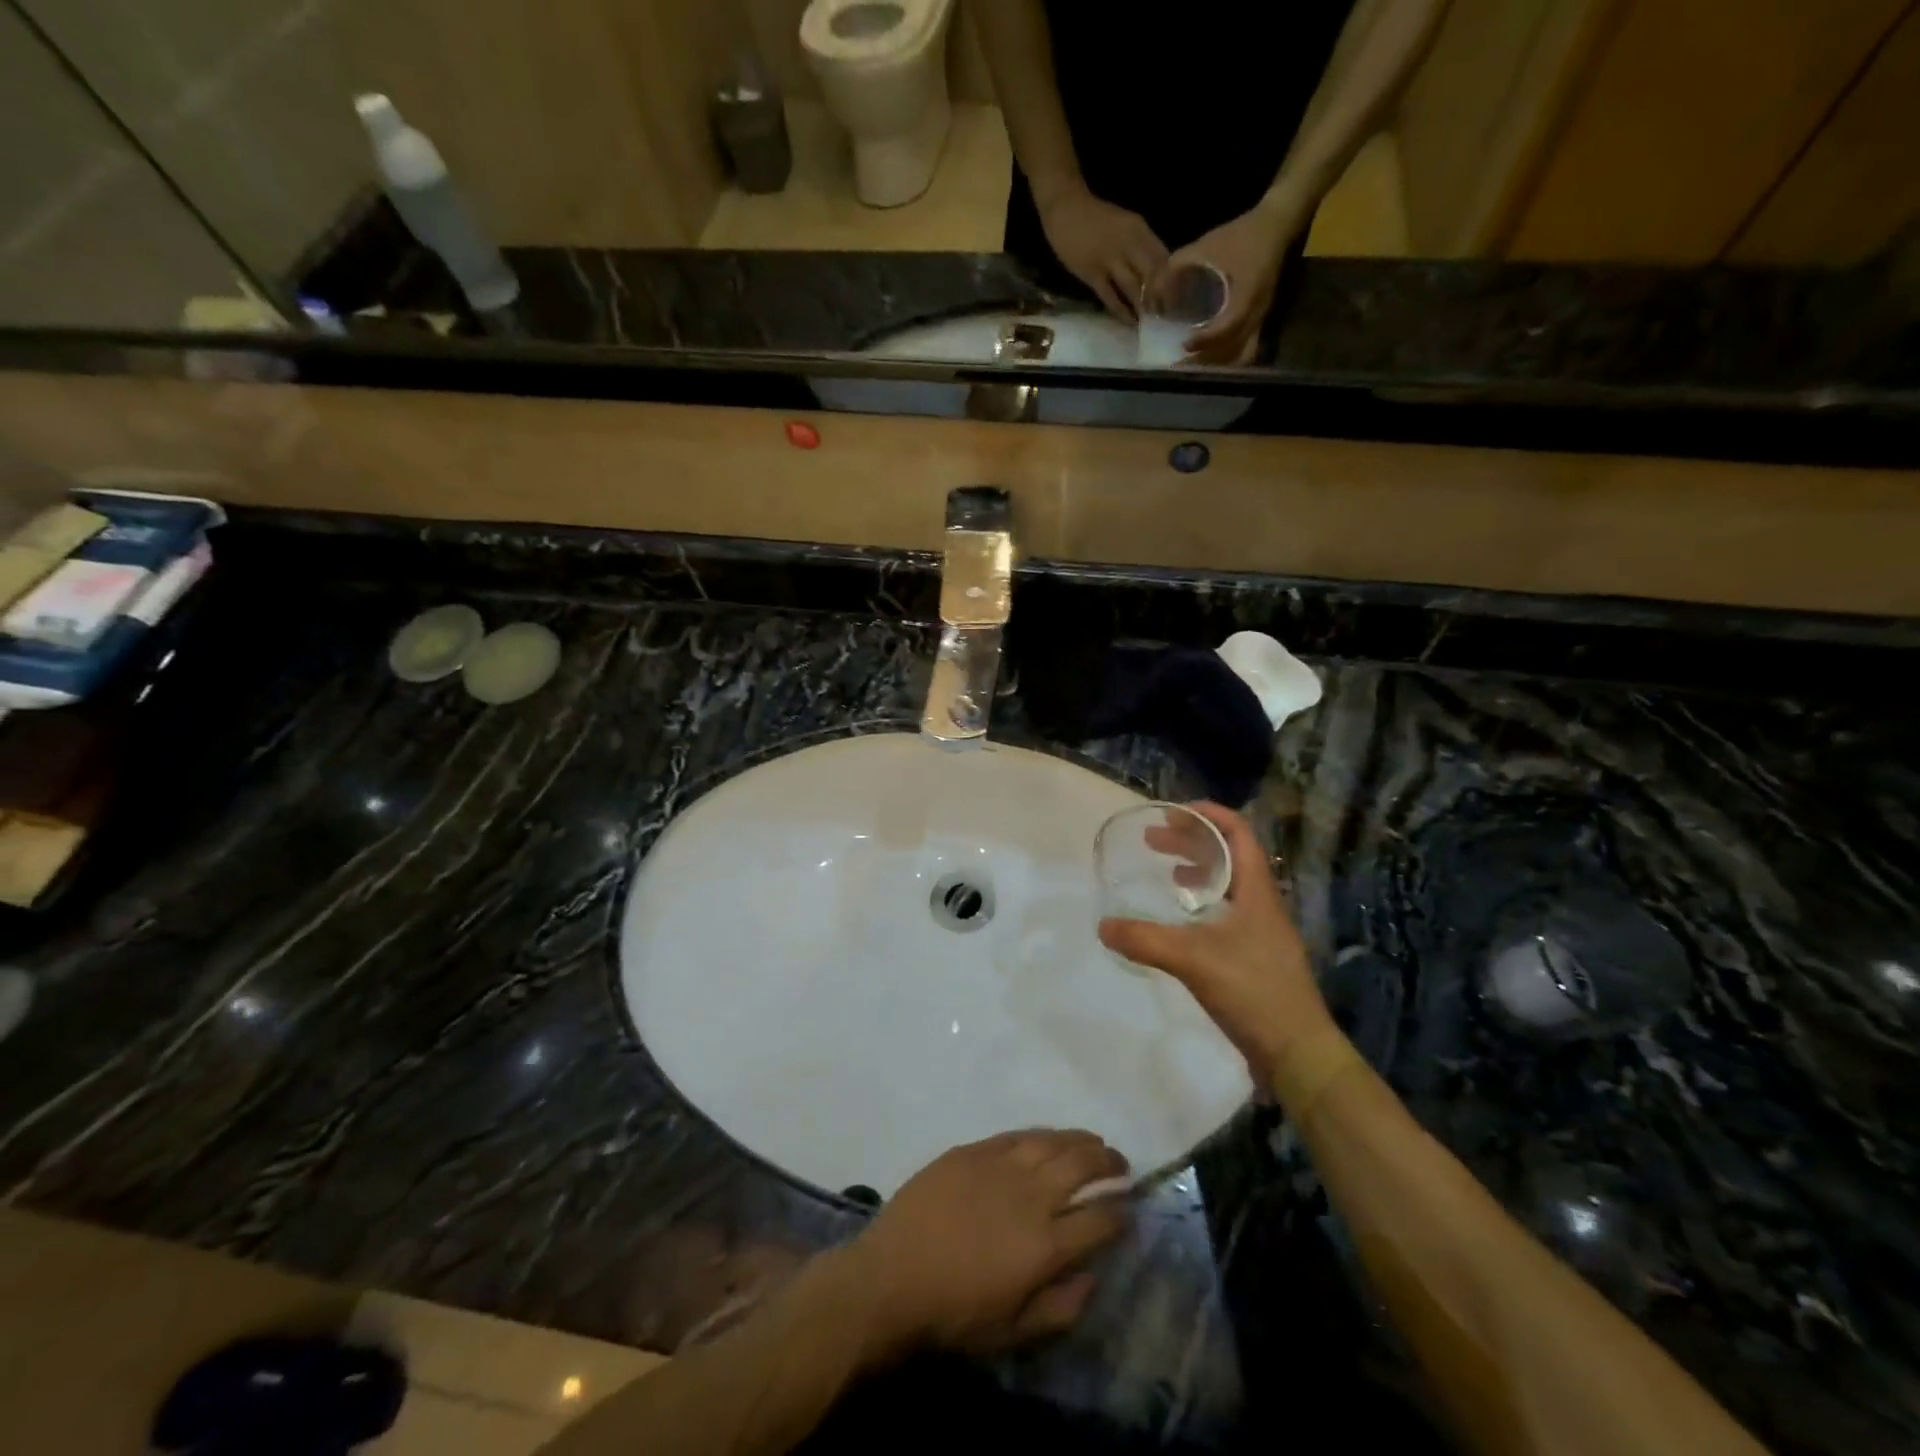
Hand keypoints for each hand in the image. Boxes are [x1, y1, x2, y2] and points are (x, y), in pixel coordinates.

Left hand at [848, 1130, 1127, 1357]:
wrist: (892, 1278)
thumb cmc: (954, 1315)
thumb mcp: (1013, 1332)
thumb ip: (1061, 1306)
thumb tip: (1093, 1276)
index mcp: (1045, 1244)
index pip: (1100, 1220)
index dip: (1121, 1213)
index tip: (1130, 1210)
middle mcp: (1030, 1195)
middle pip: (1082, 1166)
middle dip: (1109, 1163)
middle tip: (1121, 1166)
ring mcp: (1000, 1166)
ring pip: (1052, 1141)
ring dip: (1079, 1140)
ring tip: (1094, 1142)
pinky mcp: (973, 1151)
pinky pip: (1016, 1135)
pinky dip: (1041, 1134)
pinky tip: (1048, 1137)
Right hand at [1037, 185, 1168, 321]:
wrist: (1066, 209)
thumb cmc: (1096, 219)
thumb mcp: (1126, 225)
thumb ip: (1140, 245)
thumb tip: (1156, 273)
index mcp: (1139, 230)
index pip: (1163, 258)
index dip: (1172, 280)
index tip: (1178, 298)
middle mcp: (1128, 243)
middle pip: (1151, 275)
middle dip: (1160, 298)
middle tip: (1165, 316)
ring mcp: (1109, 259)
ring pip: (1133, 287)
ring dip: (1142, 307)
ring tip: (1149, 323)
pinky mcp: (1092, 274)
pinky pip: (1110, 297)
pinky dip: (1121, 312)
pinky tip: (1129, 323)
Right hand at [1099, 803, 1333, 1081]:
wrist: (1298, 1053)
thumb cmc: (1252, 990)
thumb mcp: (1192, 959)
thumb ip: (1145, 940)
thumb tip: (1103, 926)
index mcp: (1256, 890)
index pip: (1238, 833)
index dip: (1208, 815)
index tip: (1173, 813)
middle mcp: (1262, 903)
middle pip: (1230, 855)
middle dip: (1192, 842)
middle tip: (1154, 842)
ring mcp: (1262, 931)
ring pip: (1229, 885)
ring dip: (1198, 871)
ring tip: (1168, 874)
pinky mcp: (1257, 957)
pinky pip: (1227, 913)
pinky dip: (1203, 905)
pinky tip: (1183, 923)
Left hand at [1160, 199, 1308, 364]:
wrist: (1276, 226)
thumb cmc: (1241, 234)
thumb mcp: (1207, 244)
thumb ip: (1178, 266)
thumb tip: (1152, 292)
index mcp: (1248, 291)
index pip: (1229, 325)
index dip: (1207, 339)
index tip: (1185, 343)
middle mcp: (1257, 310)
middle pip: (1235, 350)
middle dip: (1207, 361)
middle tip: (1181, 366)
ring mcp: (1261, 318)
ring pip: (1242, 355)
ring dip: (1218, 365)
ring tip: (1192, 367)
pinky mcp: (1260, 320)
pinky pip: (1246, 349)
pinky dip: (1227, 359)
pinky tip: (1208, 359)